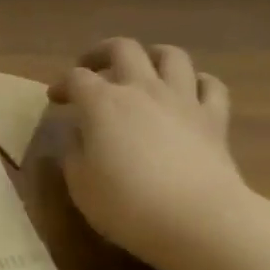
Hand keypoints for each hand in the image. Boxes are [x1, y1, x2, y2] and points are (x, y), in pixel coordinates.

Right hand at [49, 38, 250, 269]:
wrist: (199, 220)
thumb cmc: (129, 205)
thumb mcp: (81, 185)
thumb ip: (74, 154)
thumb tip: (79, 136)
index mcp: (103, 103)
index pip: (76, 78)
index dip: (62, 84)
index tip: (55, 99)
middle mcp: (142, 89)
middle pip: (123, 48)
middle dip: (102, 53)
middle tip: (92, 68)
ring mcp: (182, 100)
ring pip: (171, 56)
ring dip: (153, 56)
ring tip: (145, 69)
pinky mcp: (214, 119)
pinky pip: (211, 86)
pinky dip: (198, 83)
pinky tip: (190, 93)